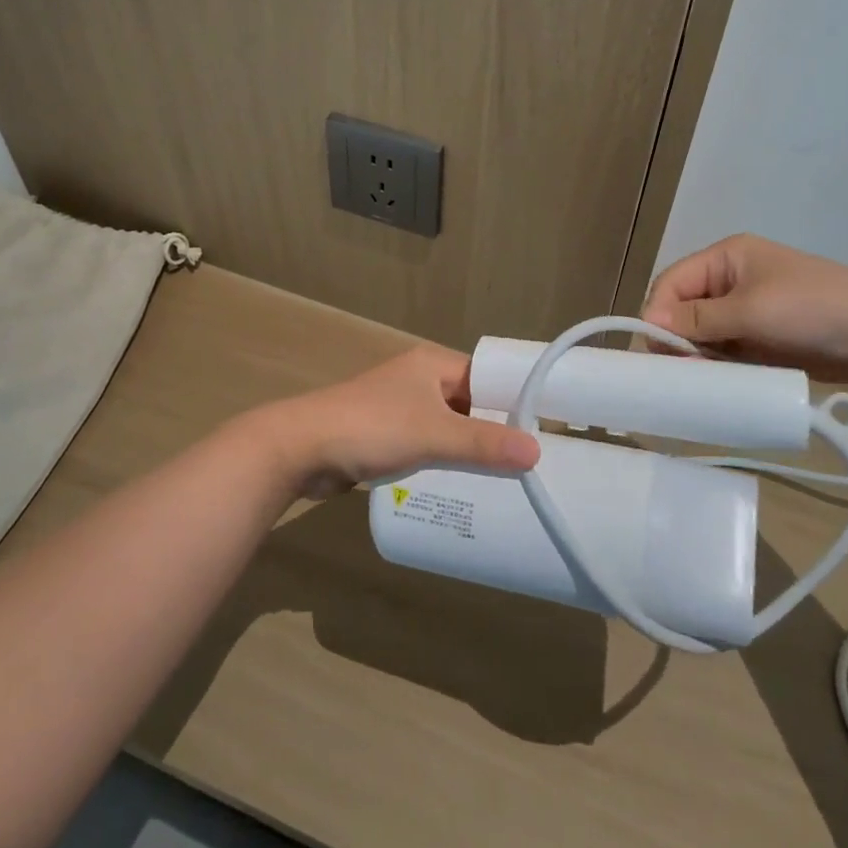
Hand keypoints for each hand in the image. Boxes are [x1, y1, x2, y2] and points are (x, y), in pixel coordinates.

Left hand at [242, 346, 540, 499]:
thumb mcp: (434, 435)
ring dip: (469, 446)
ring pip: (448, 425)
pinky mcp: (385, 434)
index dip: (514, 400)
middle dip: (494, 428)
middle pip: (470, 402)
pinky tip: (463, 483)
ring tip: (505, 476)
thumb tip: (537, 451)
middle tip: (531, 460)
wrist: (302, 448)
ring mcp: (400, 406)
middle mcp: (419, 379)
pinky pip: (427, 443)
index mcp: (433, 364)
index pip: (487, 376)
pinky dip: (444, 458)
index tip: (545, 429)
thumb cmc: (372, 428)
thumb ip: (484, 444)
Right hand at [642, 234, 847, 383]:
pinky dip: (718, 364)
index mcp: (726, 257)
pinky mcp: (763, 336)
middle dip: (676, 337)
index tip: (652, 349)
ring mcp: (749, 308)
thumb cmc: (812, 309)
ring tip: (696, 379)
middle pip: (685, 307)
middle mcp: (732, 279)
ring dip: (697, 354)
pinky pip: (727, 348)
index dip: (658, 312)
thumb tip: (648, 323)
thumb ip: (697, 319)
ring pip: (703, 332)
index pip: (673, 281)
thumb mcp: (749, 311)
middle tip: (674, 370)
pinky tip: (716, 382)